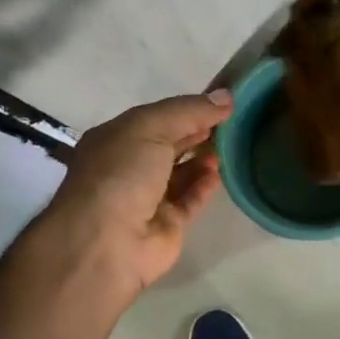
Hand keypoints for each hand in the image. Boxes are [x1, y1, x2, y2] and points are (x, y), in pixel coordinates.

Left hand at [31, 90, 232, 303]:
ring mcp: (147, 198)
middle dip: (197, 133)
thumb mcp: (150, 128)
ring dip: (203, 159)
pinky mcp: (166, 225)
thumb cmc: (121, 174)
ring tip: (230, 146)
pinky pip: (189, 201)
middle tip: (233, 122)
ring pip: (181, 174)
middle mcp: (129, 167)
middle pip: (170, 145)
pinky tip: (220, 174)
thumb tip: (226, 96)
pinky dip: (204, 187)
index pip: (157, 118)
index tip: (221, 102)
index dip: (187, 109)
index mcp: (116, 139)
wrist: (106, 242)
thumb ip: (189, 111)